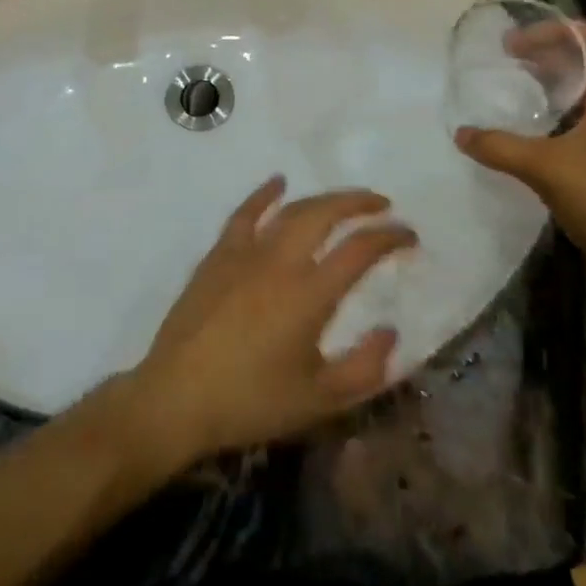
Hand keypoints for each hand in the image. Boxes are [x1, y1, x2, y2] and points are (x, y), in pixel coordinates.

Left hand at [124, 179, 415, 468]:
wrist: (177, 397)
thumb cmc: (251, 402)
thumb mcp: (318, 400)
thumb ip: (364, 368)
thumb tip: (391, 331)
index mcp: (309, 294)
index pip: (360, 250)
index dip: (389, 237)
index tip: (408, 235)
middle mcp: (280, 261)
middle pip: (325, 214)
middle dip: (358, 203)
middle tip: (381, 204)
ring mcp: (246, 252)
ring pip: (291, 210)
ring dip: (322, 199)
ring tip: (343, 200)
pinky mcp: (219, 254)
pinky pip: (245, 213)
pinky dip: (265, 194)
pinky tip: (278, 183)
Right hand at [455, 23, 585, 278]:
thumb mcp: (544, 168)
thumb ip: (500, 147)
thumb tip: (460, 133)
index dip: (565, 29)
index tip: (524, 38)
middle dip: (551, 54)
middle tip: (511, 60)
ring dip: (554, 85)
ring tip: (518, 89)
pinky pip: (584, 123)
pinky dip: (558, 116)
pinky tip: (533, 133)